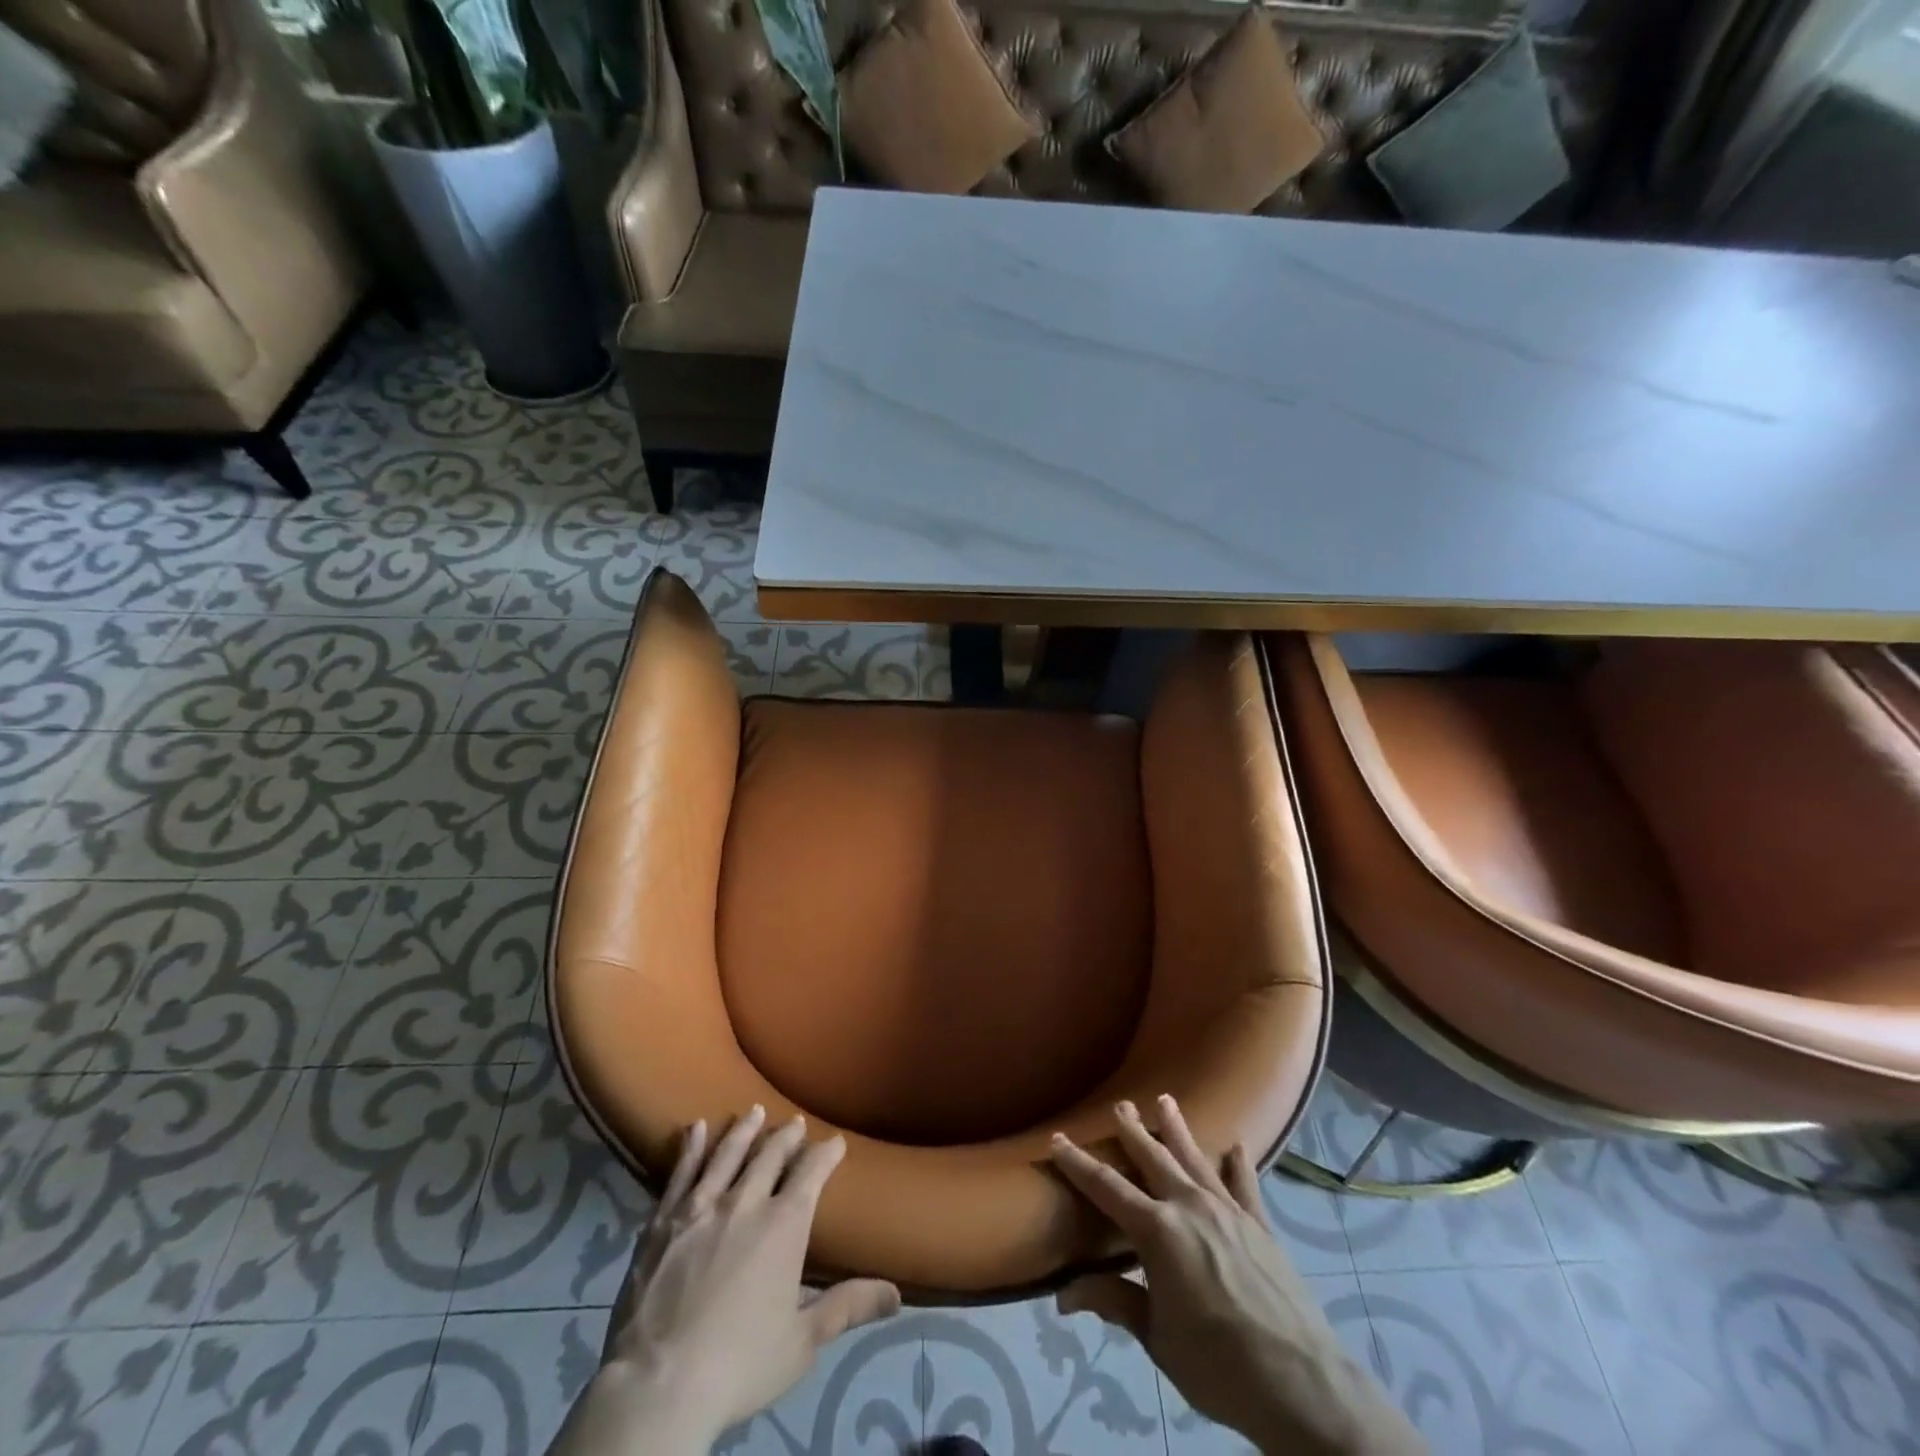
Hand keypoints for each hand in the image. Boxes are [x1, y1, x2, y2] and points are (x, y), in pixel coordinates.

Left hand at [557, 1107, 900, 1454]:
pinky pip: (681, 1172)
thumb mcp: (802, 1342)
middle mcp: (746, 1202)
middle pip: (770, 1155)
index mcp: (784, 1225)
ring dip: (743, 1130)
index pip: (811, 1173)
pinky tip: (695, 1128)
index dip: (826, 1153)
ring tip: (753, 1111)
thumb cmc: (739, 1364)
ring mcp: (701, 1207)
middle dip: (786, 1136)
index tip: (835, 1142)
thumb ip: (847, 1307)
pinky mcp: (663, 1220)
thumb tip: (898, 1295)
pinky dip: (691, 1148)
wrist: (659, 1385)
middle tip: (794, 1122)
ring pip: (727, 1154)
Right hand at [1050, 1096, 1421, 1455]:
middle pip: (1153, 1158)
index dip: (1078, 1163)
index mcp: (1157, 1231)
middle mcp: (1190, 1206)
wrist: (1300, 1382)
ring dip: (1177, 1129)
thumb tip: (1063, 1296)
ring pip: (1195, 1158)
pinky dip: (1237, 1163)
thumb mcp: (1156, 1337)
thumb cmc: (1217, 1364)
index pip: (1107, 1188)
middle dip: (1132, 1131)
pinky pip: (1245, 1184)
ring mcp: (1229, 1211)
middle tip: (1120, 1104)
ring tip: (1165, 1101)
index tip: (1057, 1139)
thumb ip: (1114, 1303)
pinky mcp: (1260, 1225)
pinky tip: (1235, 1146)